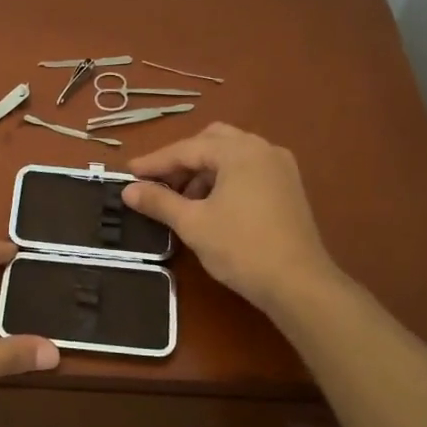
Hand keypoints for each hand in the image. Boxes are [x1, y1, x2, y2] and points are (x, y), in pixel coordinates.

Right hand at [123, 124, 340, 310]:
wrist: (299, 284)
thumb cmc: (241, 248)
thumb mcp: (193, 223)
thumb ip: (159, 201)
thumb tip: (128, 191)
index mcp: (239, 151)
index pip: (187, 148)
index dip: (155, 162)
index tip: (129, 173)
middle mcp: (263, 149)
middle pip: (212, 142)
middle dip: (182, 160)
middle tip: (159, 183)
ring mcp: (280, 167)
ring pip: (231, 155)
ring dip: (204, 170)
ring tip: (184, 200)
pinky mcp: (289, 187)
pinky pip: (248, 169)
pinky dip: (225, 178)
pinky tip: (212, 205)